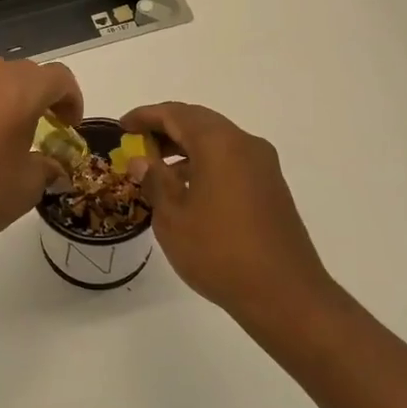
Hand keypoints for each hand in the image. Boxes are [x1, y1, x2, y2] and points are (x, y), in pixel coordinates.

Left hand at [0, 58, 83, 262]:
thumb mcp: (28, 185)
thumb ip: (47, 166)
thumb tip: (51, 166)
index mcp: (17, 91)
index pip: (57, 77)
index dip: (72, 99)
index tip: (71, 128)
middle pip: (27, 72)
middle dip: (45, 95)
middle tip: (50, 128)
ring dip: (15, 96)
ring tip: (18, 131)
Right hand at [122, 102, 330, 315]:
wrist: (284, 294)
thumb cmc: (219, 252)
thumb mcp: (173, 218)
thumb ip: (155, 182)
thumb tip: (142, 161)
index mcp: (220, 144)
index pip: (176, 114)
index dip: (146, 116)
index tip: (122, 126)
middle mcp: (245, 144)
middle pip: (200, 122)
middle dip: (166, 128)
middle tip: (137, 143)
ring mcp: (263, 166)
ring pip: (217, 142)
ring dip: (186, 148)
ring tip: (157, 169)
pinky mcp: (271, 187)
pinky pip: (231, 160)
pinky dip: (206, 163)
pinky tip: (187, 189)